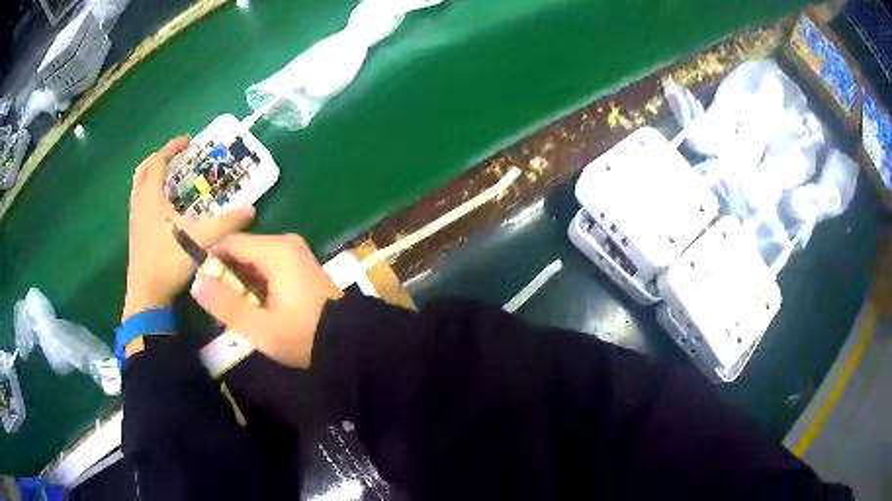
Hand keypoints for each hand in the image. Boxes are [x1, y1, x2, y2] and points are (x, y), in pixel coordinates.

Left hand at [124, 137, 254, 320]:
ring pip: (139, 186)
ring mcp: (135, 220)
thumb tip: (251, 210)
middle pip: (143, 170)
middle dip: (159, 158)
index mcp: (152, 198)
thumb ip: (225, 224)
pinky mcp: (135, 234)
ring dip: (152, 175)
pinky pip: (139, 201)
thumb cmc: (168, 263)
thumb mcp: (199, 241)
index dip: (172, 147)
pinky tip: (162, 206)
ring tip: (169, 176)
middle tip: (175, 156)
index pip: (159, 162)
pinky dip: (149, 192)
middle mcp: (140, 204)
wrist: (146, 296)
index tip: (188, 140)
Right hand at [189, 233, 342, 367]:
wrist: (350, 343)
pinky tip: (256, 308)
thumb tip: (196, 282)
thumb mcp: (260, 328)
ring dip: (241, 283)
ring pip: (253, 260)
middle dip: (227, 276)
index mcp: (275, 250)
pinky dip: (256, 284)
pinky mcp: (300, 266)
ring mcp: (295, 253)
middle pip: (241, 250)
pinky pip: (267, 267)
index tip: (204, 290)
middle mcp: (285, 243)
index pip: (229, 243)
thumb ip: (226, 305)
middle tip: (222, 307)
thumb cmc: (303, 336)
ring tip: (238, 311)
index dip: (211, 263)